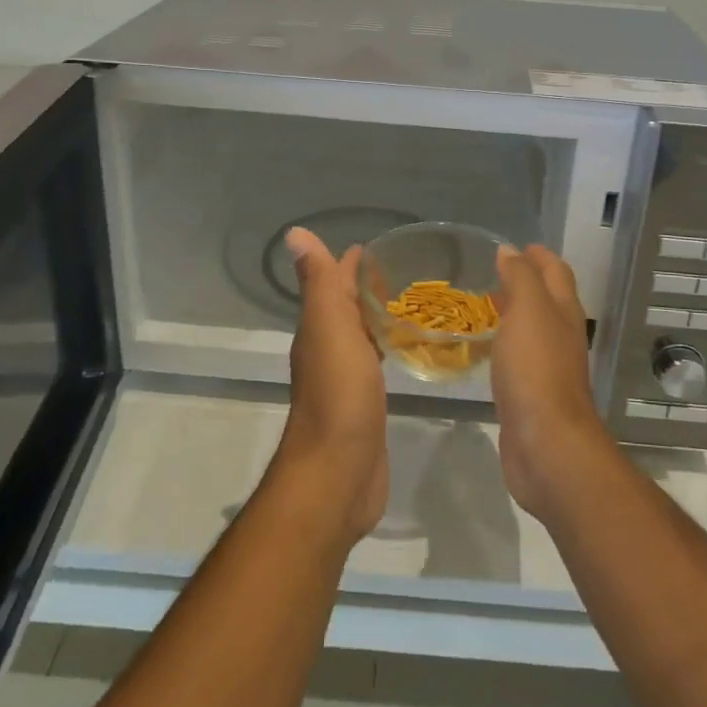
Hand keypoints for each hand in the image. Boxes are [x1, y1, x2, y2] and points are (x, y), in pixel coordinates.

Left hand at [271, 228, 388, 544]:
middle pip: (347, 308)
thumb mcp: (329, 329)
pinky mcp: (365, 404)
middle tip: (406, 271)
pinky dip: (387, 347)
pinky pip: (376, 363)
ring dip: (378, 317)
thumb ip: (319, 283)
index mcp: (319, 329)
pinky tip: (407, 349)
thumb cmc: (338, 396)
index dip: (350, 263)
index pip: (334, 284)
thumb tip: (294, 233)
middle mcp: (329, 349)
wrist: (338, 474)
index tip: (380, 245)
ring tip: (411, 303)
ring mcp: (346, 379)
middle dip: (368, 287)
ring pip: (362, 335)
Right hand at [491, 246, 616, 519]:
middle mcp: (561, 336)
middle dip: (526, 282)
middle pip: (548, 300)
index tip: (517, 246)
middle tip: (494, 272)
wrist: (547, 444)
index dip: (540, 256)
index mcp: (563, 312)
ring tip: (485, 305)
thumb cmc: (537, 369)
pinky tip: (487, 349)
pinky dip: (505, 344)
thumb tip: (511, 251)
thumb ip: (520, 278)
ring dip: (515, 313)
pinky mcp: (532, 395)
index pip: (556, 273)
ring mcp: (548, 367)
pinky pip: (519, 358)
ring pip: (533, 330)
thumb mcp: (528, 311)